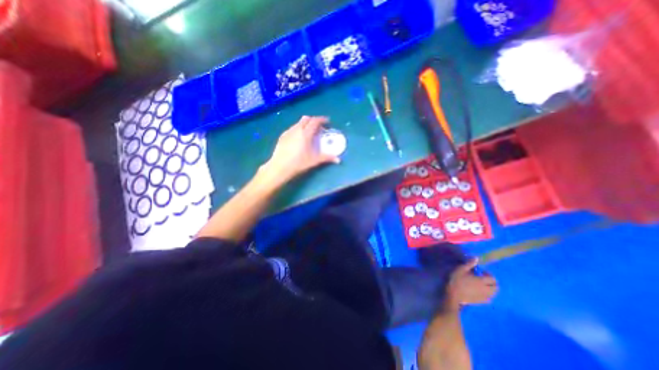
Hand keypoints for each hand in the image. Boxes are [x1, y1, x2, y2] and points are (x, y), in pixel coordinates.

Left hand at [259, 115, 338, 184]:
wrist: (279, 167)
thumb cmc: (298, 163)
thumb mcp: (314, 161)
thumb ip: (327, 158)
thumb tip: (338, 160)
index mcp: (306, 133)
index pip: (315, 121)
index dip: (322, 119)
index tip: (327, 122)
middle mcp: (297, 129)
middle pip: (306, 118)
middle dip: (314, 120)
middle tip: (319, 127)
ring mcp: (288, 132)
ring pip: (298, 123)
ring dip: (305, 124)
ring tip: (309, 133)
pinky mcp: (282, 136)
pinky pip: (292, 128)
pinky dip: (298, 129)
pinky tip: (298, 138)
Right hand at [445, 260, 496, 311]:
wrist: (453, 294)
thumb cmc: (456, 279)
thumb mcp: (461, 269)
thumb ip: (470, 264)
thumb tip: (477, 258)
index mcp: (482, 281)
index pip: (493, 279)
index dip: (489, 274)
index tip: (482, 272)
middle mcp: (486, 289)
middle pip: (496, 288)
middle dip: (492, 282)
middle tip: (484, 278)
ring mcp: (484, 297)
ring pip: (493, 294)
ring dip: (490, 289)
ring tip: (482, 285)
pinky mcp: (480, 301)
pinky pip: (489, 299)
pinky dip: (487, 295)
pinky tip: (481, 292)